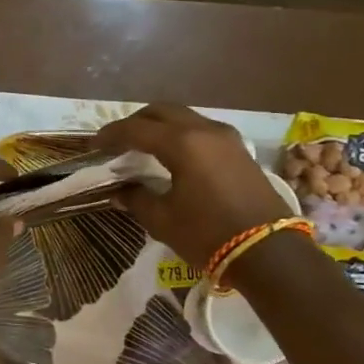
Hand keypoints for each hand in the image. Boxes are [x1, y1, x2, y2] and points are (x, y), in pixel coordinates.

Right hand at [94, 105, 288, 267]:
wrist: (270, 252)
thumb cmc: (209, 235)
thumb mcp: (163, 221)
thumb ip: (137, 199)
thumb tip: (120, 191)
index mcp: (182, 144)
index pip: (136, 129)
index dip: (110, 135)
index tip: (94, 145)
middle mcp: (204, 130)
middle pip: (161, 112)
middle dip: (135, 122)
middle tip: (117, 141)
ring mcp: (226, 138)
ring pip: (184, 118)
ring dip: (160, 126)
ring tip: (143, 147)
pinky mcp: (239, 151)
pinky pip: (201, 130)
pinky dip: (180, 135)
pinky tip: (173, 156)